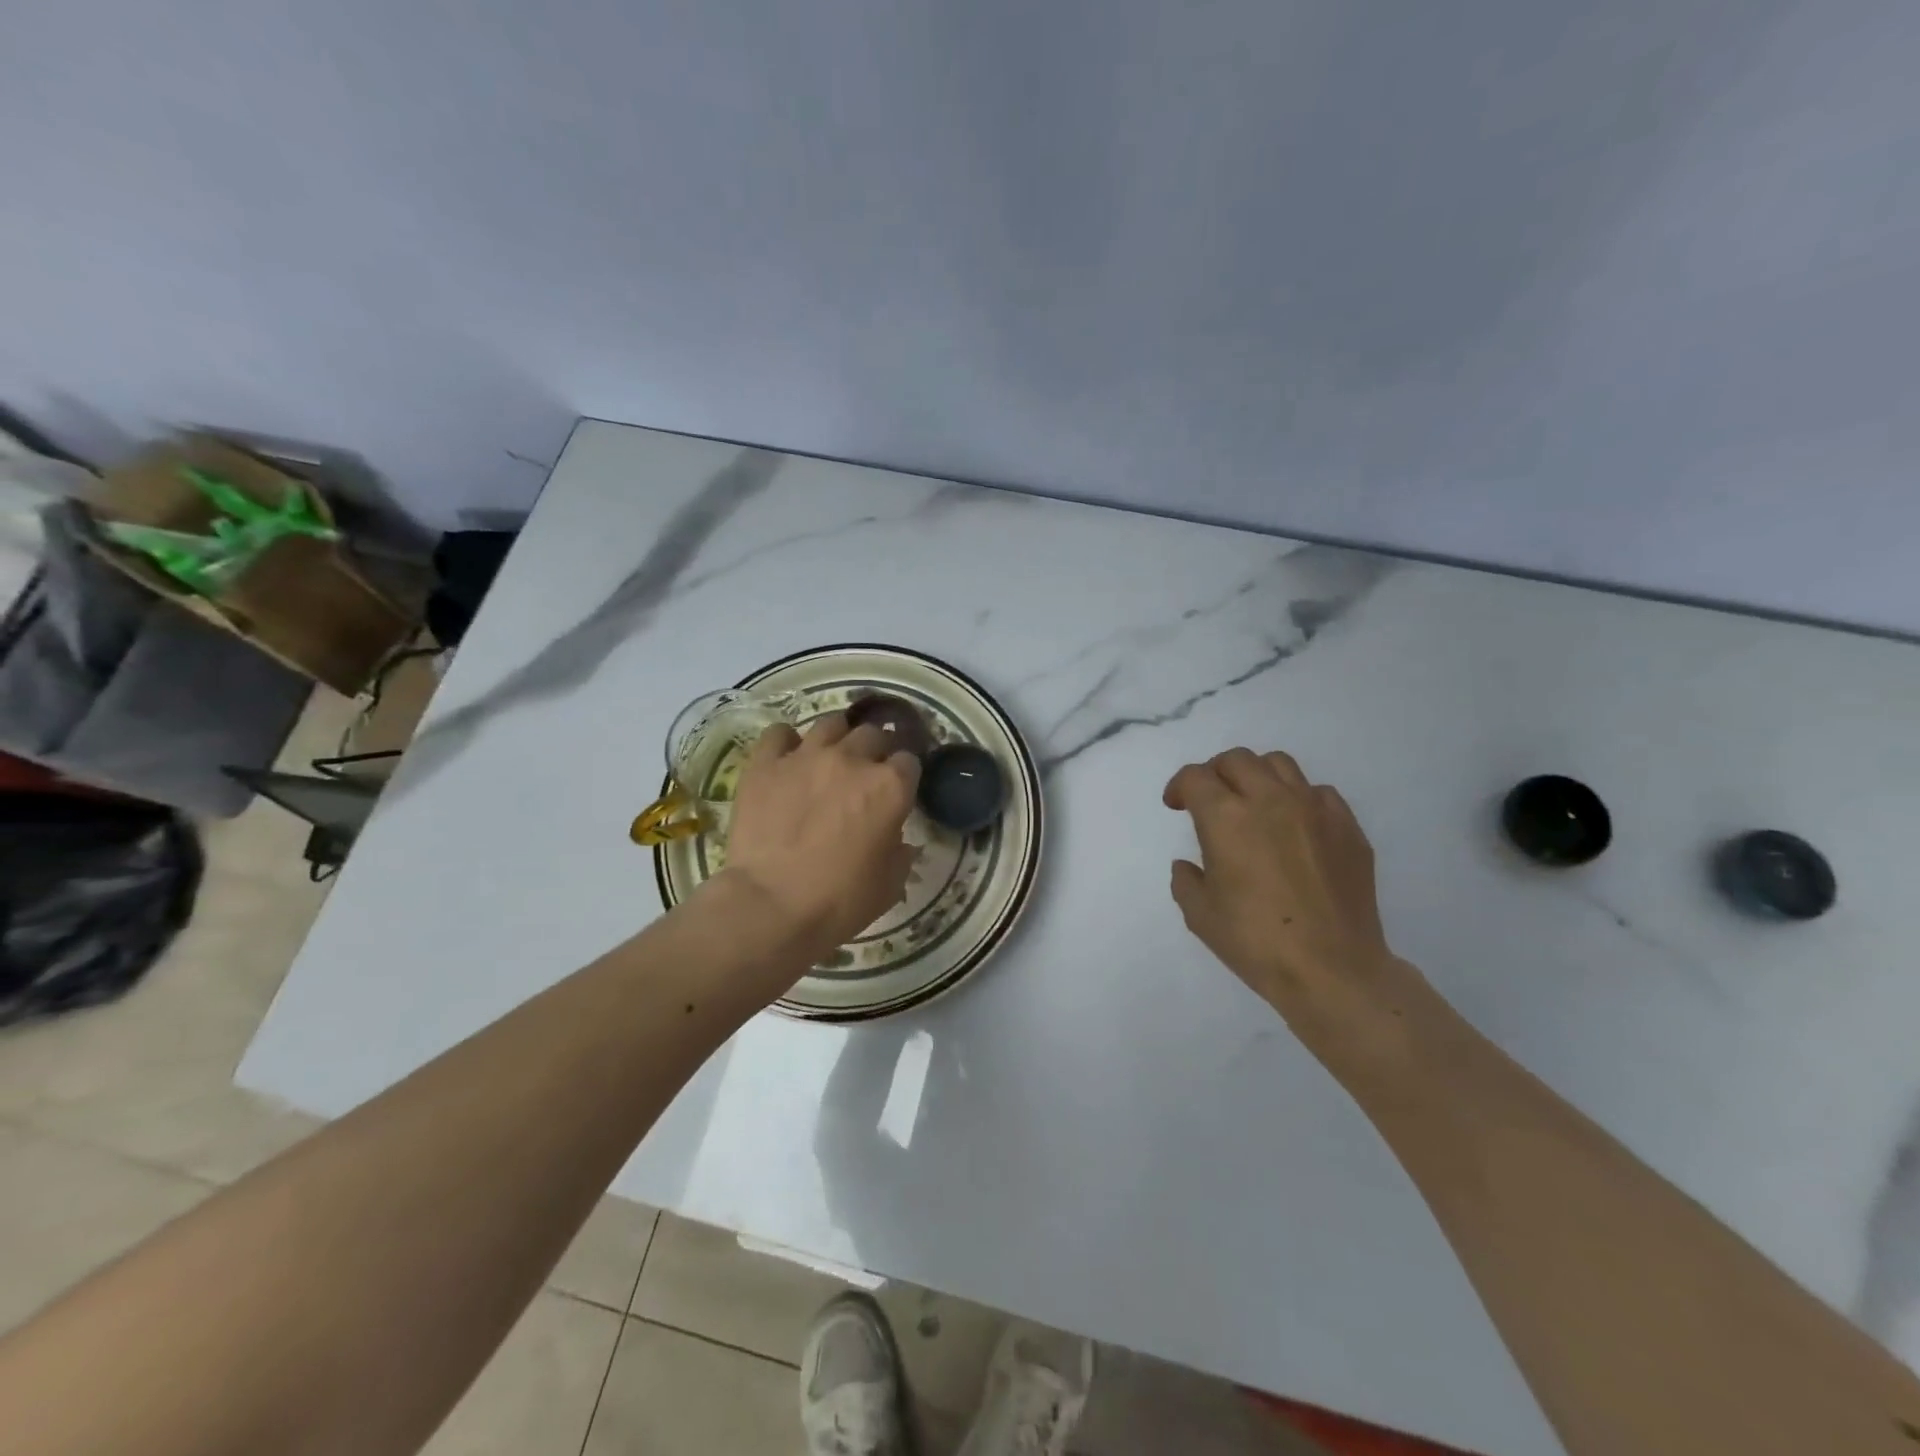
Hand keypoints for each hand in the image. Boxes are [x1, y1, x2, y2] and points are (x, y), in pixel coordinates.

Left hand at [714, 712, 920, 965]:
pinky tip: (787, 758)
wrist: (771, 905)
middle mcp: (852, 759)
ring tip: (830, 758)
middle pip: (874, 734)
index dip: (904, 775)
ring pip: (831, 723)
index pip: (909, 761)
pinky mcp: (766, 763)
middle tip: (865, 774)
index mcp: (890, 787)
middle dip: (875, 751)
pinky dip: (786, 742)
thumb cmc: (839, 901)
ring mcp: (807, 756)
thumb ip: (900, 852)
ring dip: (838, 737)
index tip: (898, 790)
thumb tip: (898, 840)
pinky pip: (779, 733)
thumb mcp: (890, 884)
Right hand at [1164, 748, 1414, 1055]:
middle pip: (1236, 760)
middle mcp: (1270, 800)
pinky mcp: (1348, 827)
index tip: (1176, 805)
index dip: (1179, 787)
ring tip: (1253, 802)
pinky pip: (1319, 792)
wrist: (1332, 969)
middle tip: (1210, 799)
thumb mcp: (1199, 914)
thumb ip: (1187, 880)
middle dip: (1215, 773)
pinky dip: (1299, 798)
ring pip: (1279, 764)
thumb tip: (1190, 866)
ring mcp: (1314, 810)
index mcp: (1226, 817)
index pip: (1195, 777)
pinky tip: (1295, 826)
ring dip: (1256, 776)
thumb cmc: (1255, 942)